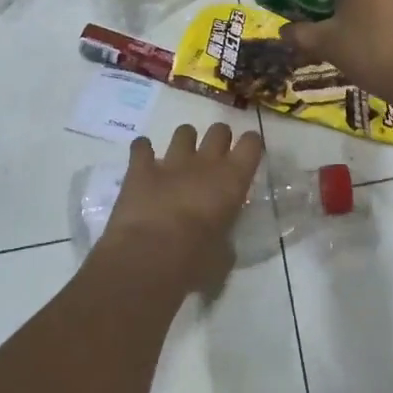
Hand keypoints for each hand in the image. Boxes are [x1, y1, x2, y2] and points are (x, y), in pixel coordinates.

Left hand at [97, 123, 264, 293]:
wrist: (149, 257)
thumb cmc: (195, 261)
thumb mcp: (223, 257)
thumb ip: (224, 241)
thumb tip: (219, 242)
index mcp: (233, 180)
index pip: (252, 144)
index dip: (251, 145)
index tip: (248, 153)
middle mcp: (205, 163)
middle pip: (219, 130)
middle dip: (218, 139)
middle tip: (214, 158)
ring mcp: (171, 162)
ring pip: (183, 132)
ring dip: (184, 142)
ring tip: (180, 158)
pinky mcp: (140, 169)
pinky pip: (141, 146)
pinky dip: (142, 151)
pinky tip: (143, 160)